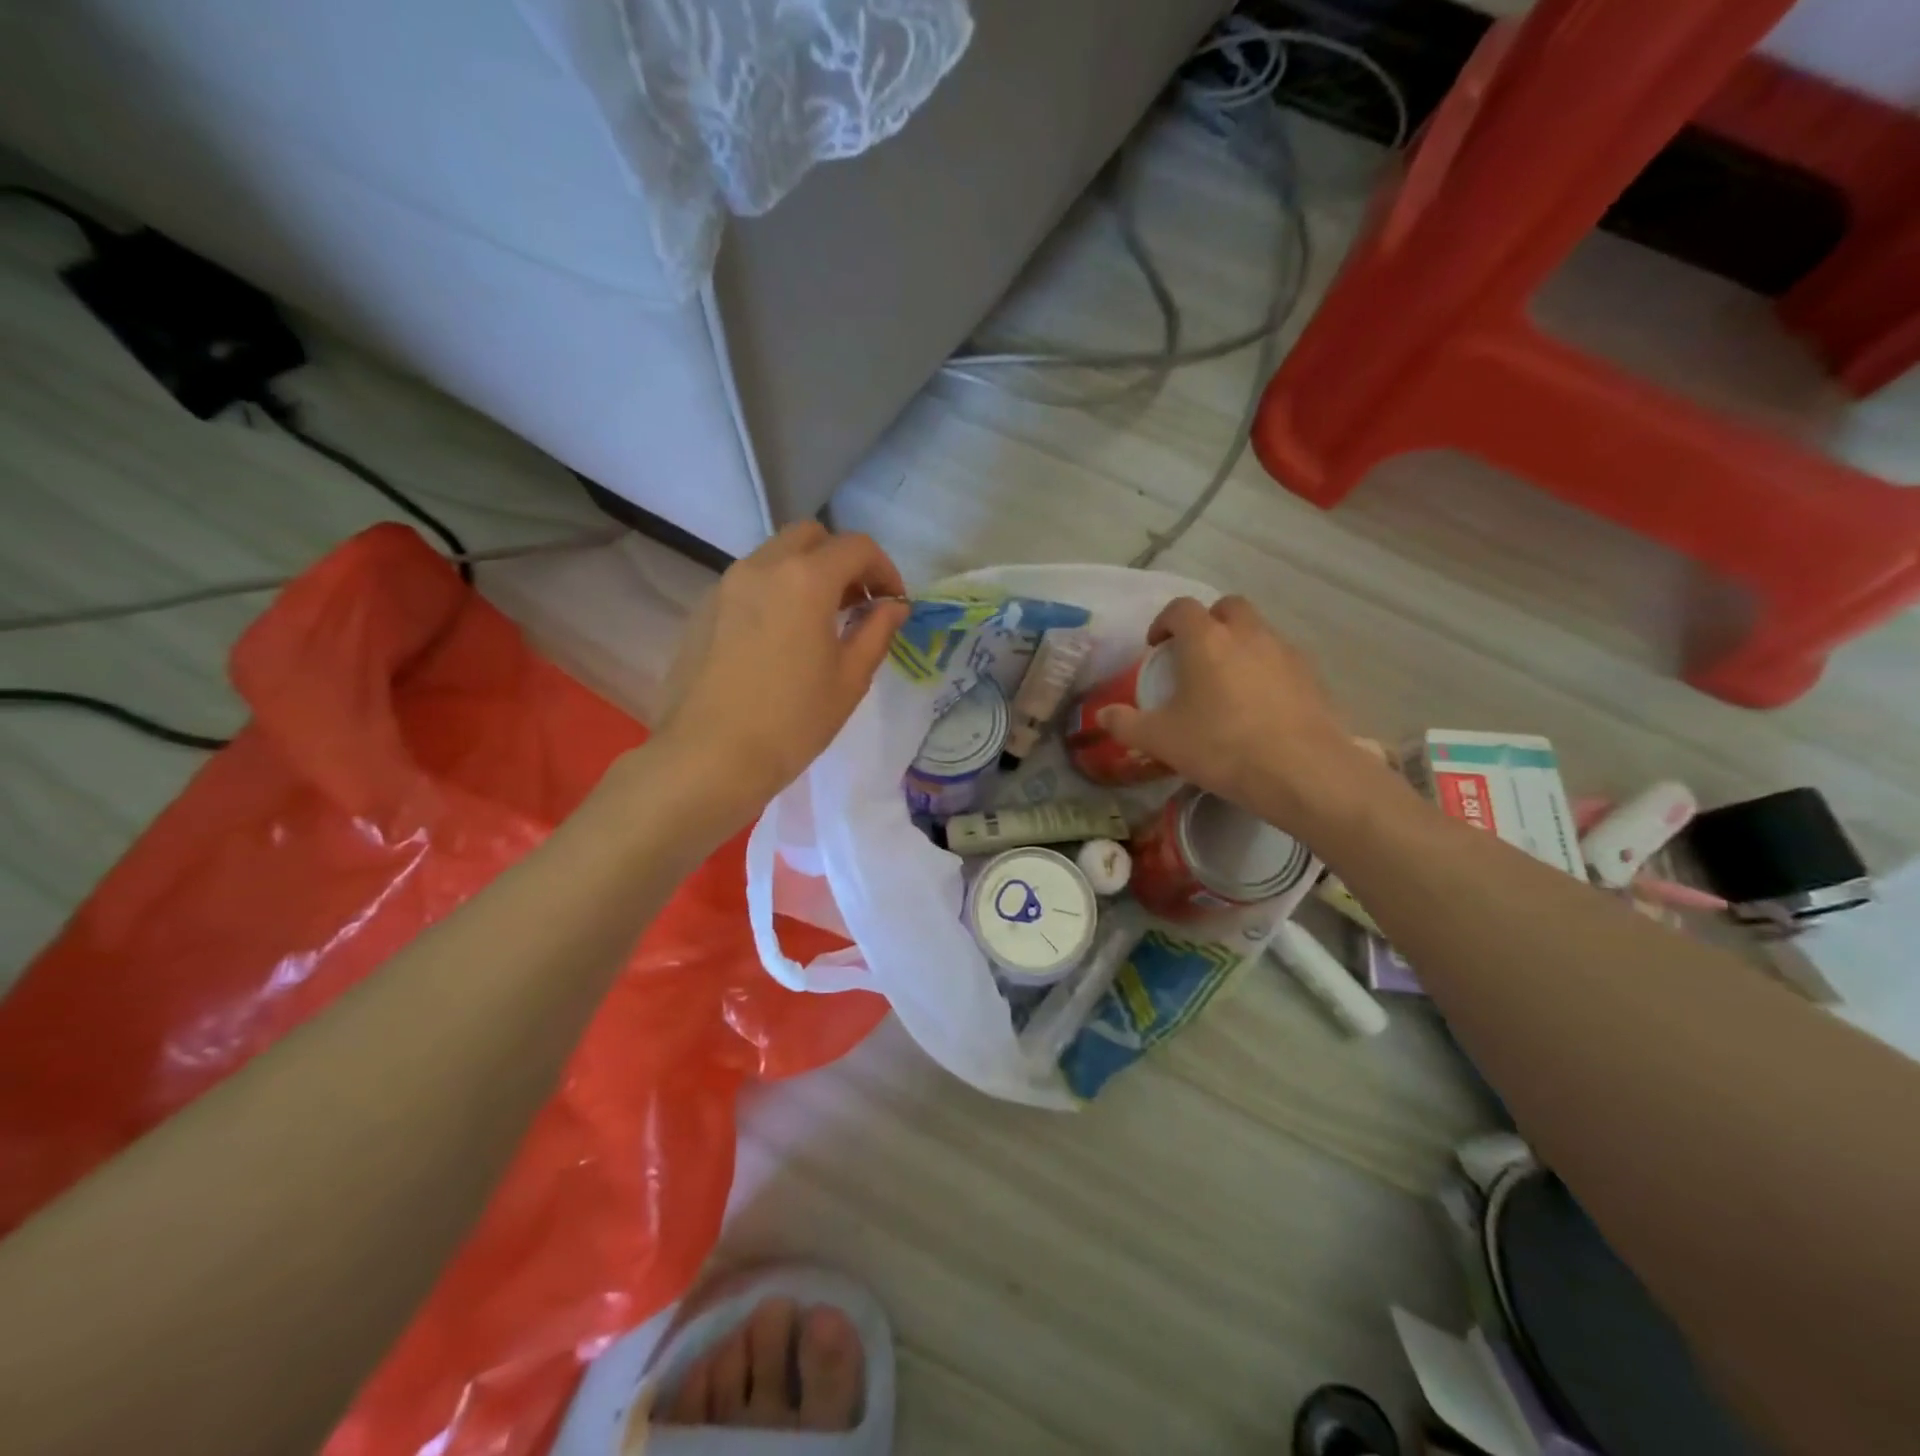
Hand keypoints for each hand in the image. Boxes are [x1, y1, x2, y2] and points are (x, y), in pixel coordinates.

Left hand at [653, 523, 908, 820]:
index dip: (885, 570)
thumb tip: (894, 606)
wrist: (708, 758)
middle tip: (857, 604)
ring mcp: (726, 586)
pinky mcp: (703, 610)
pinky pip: (749, 582)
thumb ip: (876, 632)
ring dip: (806, 574)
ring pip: (775, 556)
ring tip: (821, 623)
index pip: (856, 547)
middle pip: (810, 537)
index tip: (892, 604)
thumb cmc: (791, 722)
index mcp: (805, 580)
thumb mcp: (849, 680)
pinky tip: (781, 639)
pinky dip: (775, 592)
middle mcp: (762, 567)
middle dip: (842, 560)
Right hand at [1096, 596, 1377, 833]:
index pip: (1181, 609)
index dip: (1164, 622)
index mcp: (1206, 640)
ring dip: (1239, 644)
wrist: (1301, 771)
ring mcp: (1285, 652)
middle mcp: (1248, 634)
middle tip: (1194, 655)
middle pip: (1227, 607)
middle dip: (1208, 623)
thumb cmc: (1221, 746)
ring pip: (1258, 631)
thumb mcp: (1161, 740)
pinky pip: (1281, 659)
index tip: (1156, 647)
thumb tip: (1102, 715)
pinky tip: (1259, 705)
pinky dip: (1266, 669)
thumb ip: (1126, 724)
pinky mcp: (1312, 676)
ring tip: (1227, 682)